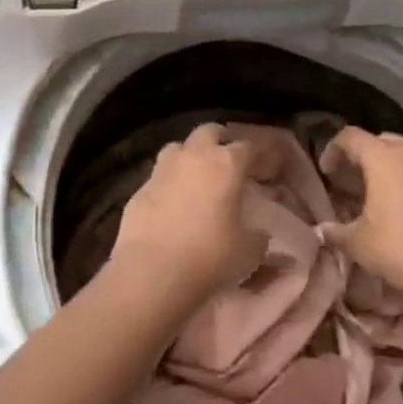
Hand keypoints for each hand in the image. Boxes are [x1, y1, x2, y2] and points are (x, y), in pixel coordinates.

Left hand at [110, 122, 268, 308]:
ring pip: (178, 147)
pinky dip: (168, 183)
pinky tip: (171, 204)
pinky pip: (158, 177)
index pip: (247, 147)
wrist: (152, 272)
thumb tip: (260, 234)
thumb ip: (258, 238)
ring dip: (189, 156)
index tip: (263, 168)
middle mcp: (194, 157)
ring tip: (196, 176)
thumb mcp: (248, 253)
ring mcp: (163, 170)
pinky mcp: (139, 189)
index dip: (257, 155)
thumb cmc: (209, 257)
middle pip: (209, 132)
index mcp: (226, 164)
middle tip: (228, 160)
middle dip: (220, 140)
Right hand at [317, 127, 402, 295]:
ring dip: (388, 167)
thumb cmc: (400, 248)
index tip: (327, 171)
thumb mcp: (359, 243)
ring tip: (377, 191)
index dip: (333, 150)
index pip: (350, 137)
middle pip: (379, 141)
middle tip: (351, 179)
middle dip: (362, 156)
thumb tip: (322, 230)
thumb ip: (336, 232)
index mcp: (382, 158)